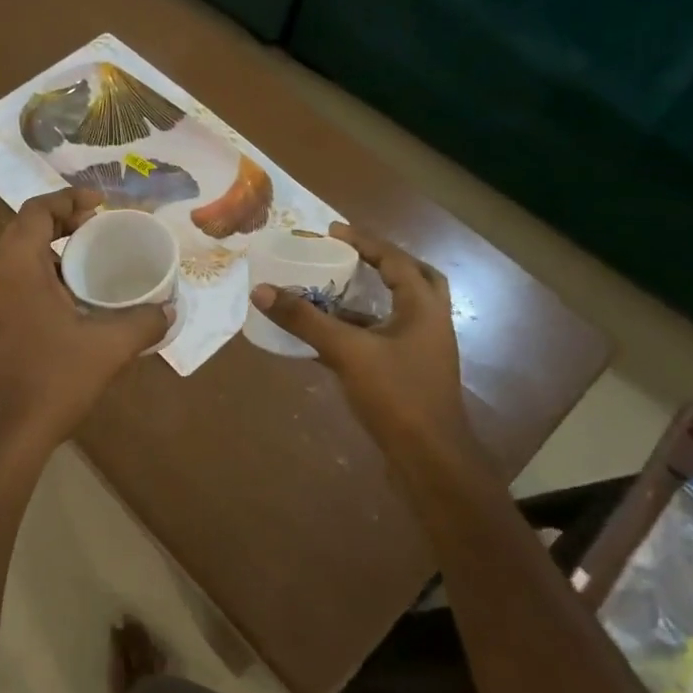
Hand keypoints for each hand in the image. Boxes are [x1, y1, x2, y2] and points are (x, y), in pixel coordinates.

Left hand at [0, 189, 169, 474]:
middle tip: (100, 229)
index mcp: (16, 266)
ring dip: (52, 250)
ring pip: (18, 257)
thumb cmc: (51, 380)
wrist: (3, 436)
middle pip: (25, 229)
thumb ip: (143, 322)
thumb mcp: (107, 348)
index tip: (102, 205)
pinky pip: (14, 282)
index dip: (69, 199)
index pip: (37, 209)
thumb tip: (169, 311)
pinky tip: (72, 301)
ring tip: (91, 262)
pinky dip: (42, 276)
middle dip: (63, 221)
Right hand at [250, 223, 472, 460]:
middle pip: (413, 279)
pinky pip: (384, 339)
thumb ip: (305, 320)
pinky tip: (327, 336)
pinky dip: (359, 330)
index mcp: (423, 307)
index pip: (395, 260)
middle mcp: (428, 323)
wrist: (429, 460)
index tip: (332, 232)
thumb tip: (262, 290)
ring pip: (398, 311)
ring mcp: (422, 351)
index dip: (365, 242)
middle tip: (350, 256)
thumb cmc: (397, 396)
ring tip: (332, 289)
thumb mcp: (347, 352)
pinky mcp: (409, 375)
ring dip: (368, 298)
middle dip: (383, 264)